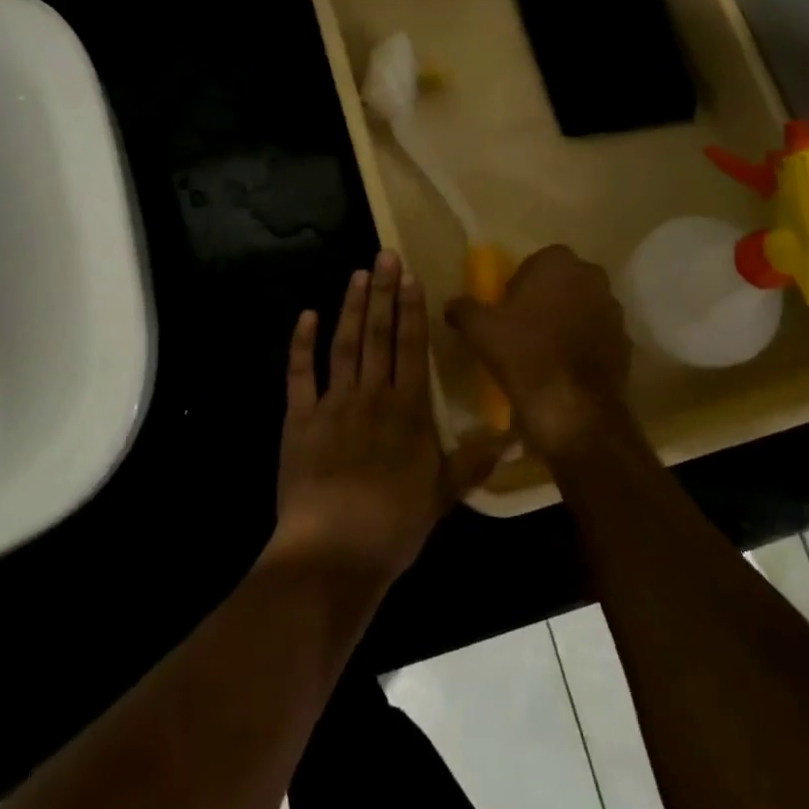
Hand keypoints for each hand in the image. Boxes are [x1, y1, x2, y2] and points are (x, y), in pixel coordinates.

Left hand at [265, 252, 504, 588]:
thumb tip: (510, 436)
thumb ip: (472, 462)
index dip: (412, 309)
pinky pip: (299, 374)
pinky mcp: (299, 419)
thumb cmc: (394, 525)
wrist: (334, 552)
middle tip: (384, 255)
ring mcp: (332, 404)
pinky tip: (306, 316)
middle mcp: (372, 396)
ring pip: (344, 345)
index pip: (412, 347)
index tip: (411, 275)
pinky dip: (301, 344)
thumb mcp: (443, 496)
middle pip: (380, 335)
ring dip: (352, 308)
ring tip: (357, 274)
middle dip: (384, 293)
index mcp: (407, 410)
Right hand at [445, 245, 632, 459]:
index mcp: (558, 262)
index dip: (520, 283)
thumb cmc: (523, 353)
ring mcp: (614, 309)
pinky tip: (565, 366)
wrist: (572, 407)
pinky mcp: (626, 341)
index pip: (536, 261)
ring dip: (568, 319)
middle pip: (563, 281)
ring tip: (544, 348)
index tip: (507, 308)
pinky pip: (598, 334)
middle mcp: (592, 276)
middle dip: (547, 298)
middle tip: (523, 326)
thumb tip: (451, 304)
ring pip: (583, 307)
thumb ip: (463, 308)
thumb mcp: (479, 329)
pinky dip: (584, 344)